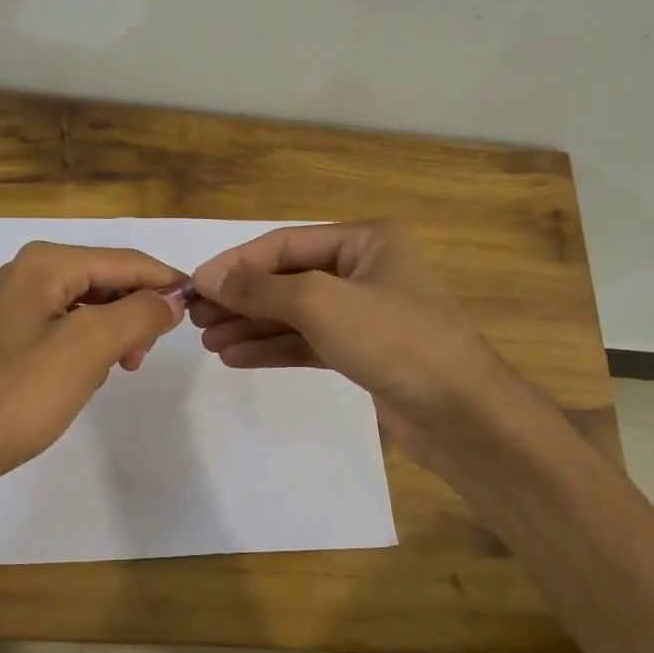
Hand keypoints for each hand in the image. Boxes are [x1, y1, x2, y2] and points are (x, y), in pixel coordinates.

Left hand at [0, 241, 185, 495]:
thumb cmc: (20, 393)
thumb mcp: (89, 347)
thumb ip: (139, 314)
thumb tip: (170, 300)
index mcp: (47, 263)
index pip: (125, 261)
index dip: (166, 281)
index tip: (200, 308)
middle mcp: (30, 271)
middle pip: (107, 279)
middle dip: (138, 310)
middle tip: (149, 352)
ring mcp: (18, 303)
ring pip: (90, 304)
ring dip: (117, 330)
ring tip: (125, 367)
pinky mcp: (12, 334)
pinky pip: (69, 326)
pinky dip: (92, 344)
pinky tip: (94, 373)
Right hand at [186, 221, 529, 469]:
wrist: (458, 412)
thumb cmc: (394, 339)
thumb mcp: (321, 302)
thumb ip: (262, 288)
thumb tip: (210, 279)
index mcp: (367, 240)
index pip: (286, 243)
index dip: (238, 263)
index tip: (195, 284)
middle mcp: (365, 270)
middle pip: (289, 278)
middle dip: (242, 297)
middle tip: (195, 317)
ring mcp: (364, 314)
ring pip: (295, 313)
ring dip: (251, 325)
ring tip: (207, 340)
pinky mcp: (362, 353)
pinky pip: (307, 342)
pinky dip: (273, 348)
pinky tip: (236, 356)